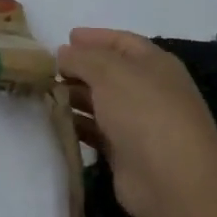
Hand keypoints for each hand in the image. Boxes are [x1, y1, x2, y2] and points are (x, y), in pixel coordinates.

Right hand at [58, 28, 216, 216]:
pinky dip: (77, 124)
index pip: (122, 42)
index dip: (95, 37)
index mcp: (154, 64)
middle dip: (79, 68)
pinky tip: (55, 120)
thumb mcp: (108, 70)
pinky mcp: (126, 154)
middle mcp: (149, 91)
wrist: (172, 179)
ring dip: (74, 97)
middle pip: (109, 73)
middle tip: (46, 68)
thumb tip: (63, 53)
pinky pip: (96, 132)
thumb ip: (81, 57)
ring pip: (101, 103)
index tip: (65, 37)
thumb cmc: (144, 111)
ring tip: (44, 92)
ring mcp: (139, 124)